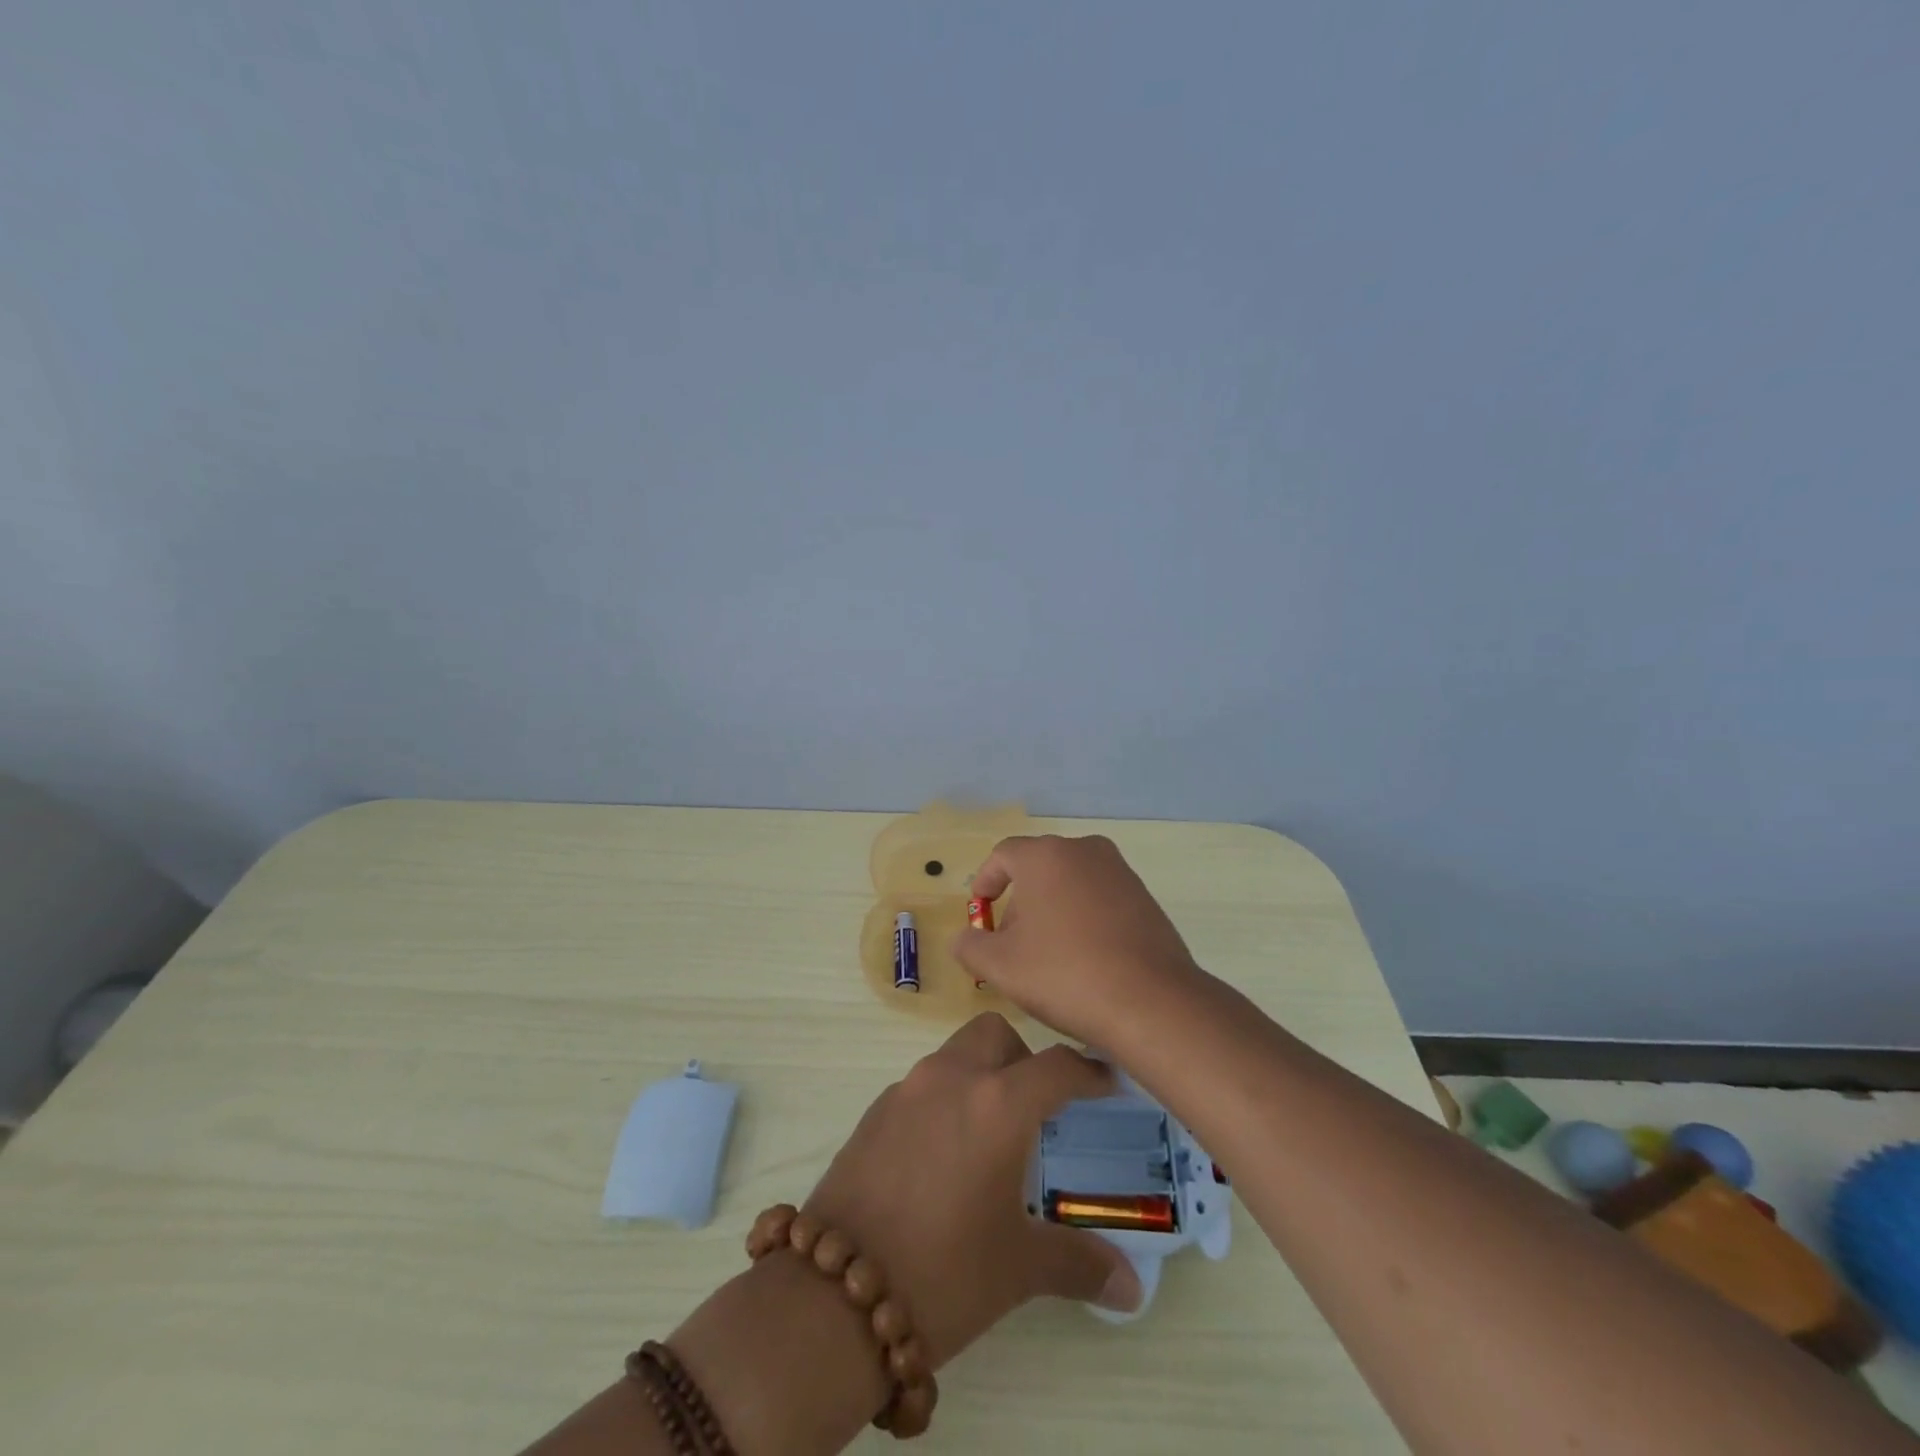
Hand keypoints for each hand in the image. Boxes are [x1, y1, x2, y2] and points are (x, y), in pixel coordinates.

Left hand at [802, 1013, 1142, 1370]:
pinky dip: (944, 1099)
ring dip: (980, 1075)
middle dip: (1023, 1057)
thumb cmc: (944, 1273)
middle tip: (1038, 1106)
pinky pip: (922, 1085)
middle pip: (995, 1034)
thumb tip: (1131, 1288)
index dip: (1088, 1072)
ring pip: (955, 1054)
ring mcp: (906, 1090)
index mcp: (997, 1104)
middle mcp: (951, 1078)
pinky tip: (943, 1155)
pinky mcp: (874, 1111)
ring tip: (990, 1134)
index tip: (1106, 1083)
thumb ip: (1080, 1265)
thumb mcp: (1019, 1268)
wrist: (834, 1296)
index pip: (1056, 1067)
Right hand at [952, 834, 1202, 1050]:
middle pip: (1038, 868)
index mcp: (1046, 855)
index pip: (1003, 855)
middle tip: (1011, 943)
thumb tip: (965, 938)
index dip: (986, 882)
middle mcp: (1084, 850)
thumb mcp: (1000, 966)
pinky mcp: (1144, 897)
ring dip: (1051, 910)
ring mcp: (1119, 871)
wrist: (1151, 1002)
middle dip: (1019, 901)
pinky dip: (1082, 918)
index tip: (981, 912)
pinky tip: (1083, 958)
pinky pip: (1099, 897)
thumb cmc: (1065, 974)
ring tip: (1047, 955)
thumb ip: (970, 946)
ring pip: (1070, 882)